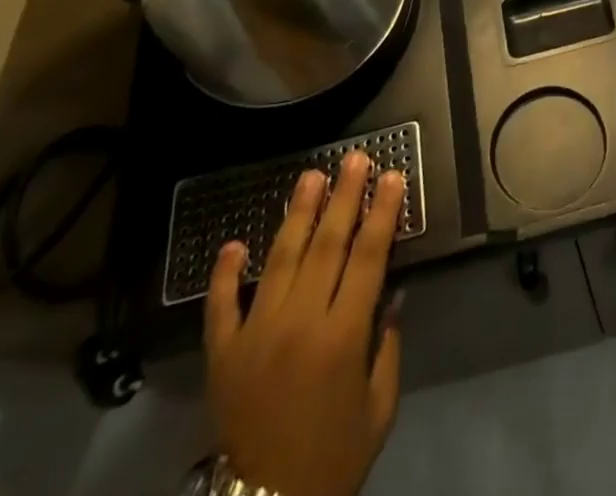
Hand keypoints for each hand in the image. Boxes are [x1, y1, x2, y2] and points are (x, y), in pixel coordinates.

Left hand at [206, 154, 404, 495]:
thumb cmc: (334, 457)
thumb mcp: (378, 406)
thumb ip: (387, 345)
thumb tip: (391, 293)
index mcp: (342, 337)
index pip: (368, 257)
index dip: (383, 213)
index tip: (392, 177)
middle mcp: (299, 324)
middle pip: (327, 245)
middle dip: (344, 197)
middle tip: (355, 159)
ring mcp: (256, 336)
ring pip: (280, 260)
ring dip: (297, 215)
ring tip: (310, 177)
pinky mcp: (223, 355)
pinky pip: (223, 307)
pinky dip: (226, 274)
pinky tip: (234, 244)